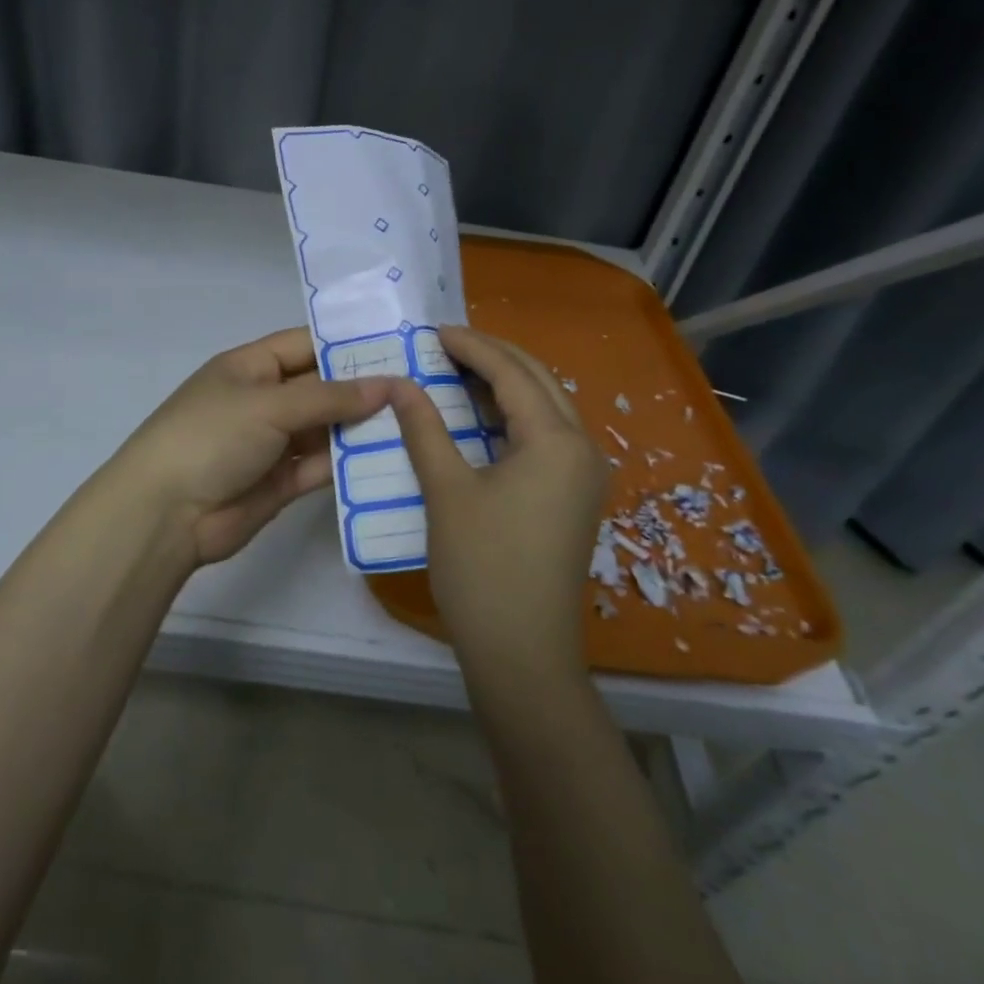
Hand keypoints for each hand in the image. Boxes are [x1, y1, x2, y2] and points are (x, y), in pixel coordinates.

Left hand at [109, 327, 391, 569]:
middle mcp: (264, 400)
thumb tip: (389, 385)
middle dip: (364, 388)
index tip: (398, 345)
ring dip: (362, 427)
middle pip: (321, 388)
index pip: (306, 345)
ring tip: (418, 421)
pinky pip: (323, 466)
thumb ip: (329, 396)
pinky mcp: (282, 482)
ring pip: (326, 429)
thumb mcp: (269, 404)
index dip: (347, 345)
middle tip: (421, 386)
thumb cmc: (211, 437)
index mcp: (251, 367)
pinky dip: (351, 464)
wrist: (166, 514)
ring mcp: (273, 443)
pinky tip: (391, 458)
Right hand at [390, 325, 607, 680]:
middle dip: (493, 357)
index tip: (433, 331)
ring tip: (455, 372)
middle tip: (444, 346)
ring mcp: (583, 476)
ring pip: (545, 409)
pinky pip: (545, 437)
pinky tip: (478, 419)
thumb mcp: (446, 490)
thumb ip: (424, 428)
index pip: (512, 373)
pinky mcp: (573, 498)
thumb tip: (400, 383)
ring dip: (504, 386)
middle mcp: (582, 449)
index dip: (471, 347)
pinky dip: (511, 418)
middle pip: (538, 382)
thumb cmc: (482, 567)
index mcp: (557, 441)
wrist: (522, 653)